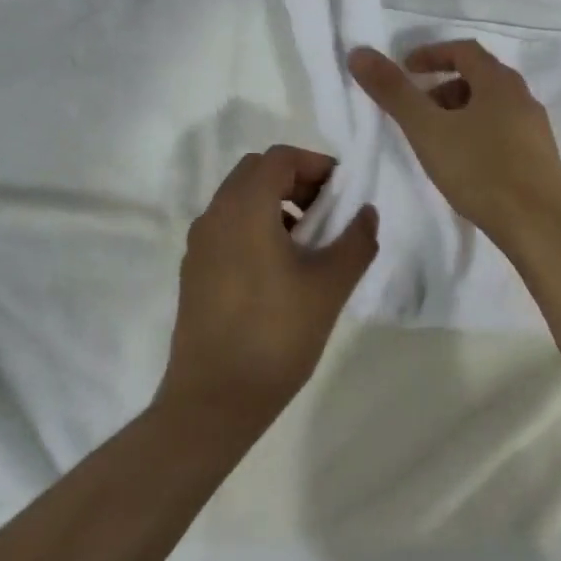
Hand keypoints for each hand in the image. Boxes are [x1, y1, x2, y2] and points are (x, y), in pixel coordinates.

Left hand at [156, 145, 378, 432]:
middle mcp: (215, 215)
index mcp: (245, 208)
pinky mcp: (194, 272)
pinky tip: (280, 270)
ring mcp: (199, 245)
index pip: (279, 158)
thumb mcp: (330, 285)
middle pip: (256, 172)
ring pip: (239, 200)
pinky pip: (228, 228)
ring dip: (276, 204)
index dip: (316, 164)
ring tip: (308, 244)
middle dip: (296, 180)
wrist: (213, 402)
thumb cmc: (276, 334)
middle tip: (327, 212)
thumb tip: (366, 213)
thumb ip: (356, 240)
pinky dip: (256, 227)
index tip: (343, 192)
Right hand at [348, 40, 560, 242]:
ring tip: (435, 141)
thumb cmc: (482, 170)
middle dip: (443, 88)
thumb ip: (393, 92)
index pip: (464, 50)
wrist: (541, 226)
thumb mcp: (428, 130)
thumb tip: (360, 52)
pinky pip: (503, 132)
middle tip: (416, 110)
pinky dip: (477, 134)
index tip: (405, 69)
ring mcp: (535, 129)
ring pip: (491, 107)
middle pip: (479, 78)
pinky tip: (465, 166)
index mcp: (499, 82)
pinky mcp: (540, 158)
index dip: (431, 54)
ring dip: (460, 113)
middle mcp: (522, 97)